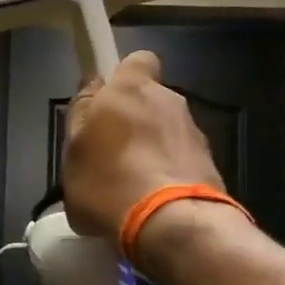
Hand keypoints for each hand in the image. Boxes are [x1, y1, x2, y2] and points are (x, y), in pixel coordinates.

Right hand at [62, 52, 222, 241]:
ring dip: (155, 149)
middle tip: (114, 153)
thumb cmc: (108, 182)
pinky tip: (156, 202)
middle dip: (137, 120)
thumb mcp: (73, 151)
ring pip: (168, 131)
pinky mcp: (211, 163)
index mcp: (131, 87)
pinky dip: (172, 173)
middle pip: (151, 100)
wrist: (172, 223)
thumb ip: (82, 115)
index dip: (123, 79)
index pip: (136, 61)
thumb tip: (94, 87)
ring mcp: (194, 131)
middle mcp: (168, 99)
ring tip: (134, 186)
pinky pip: (183, 160)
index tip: (107, 104)